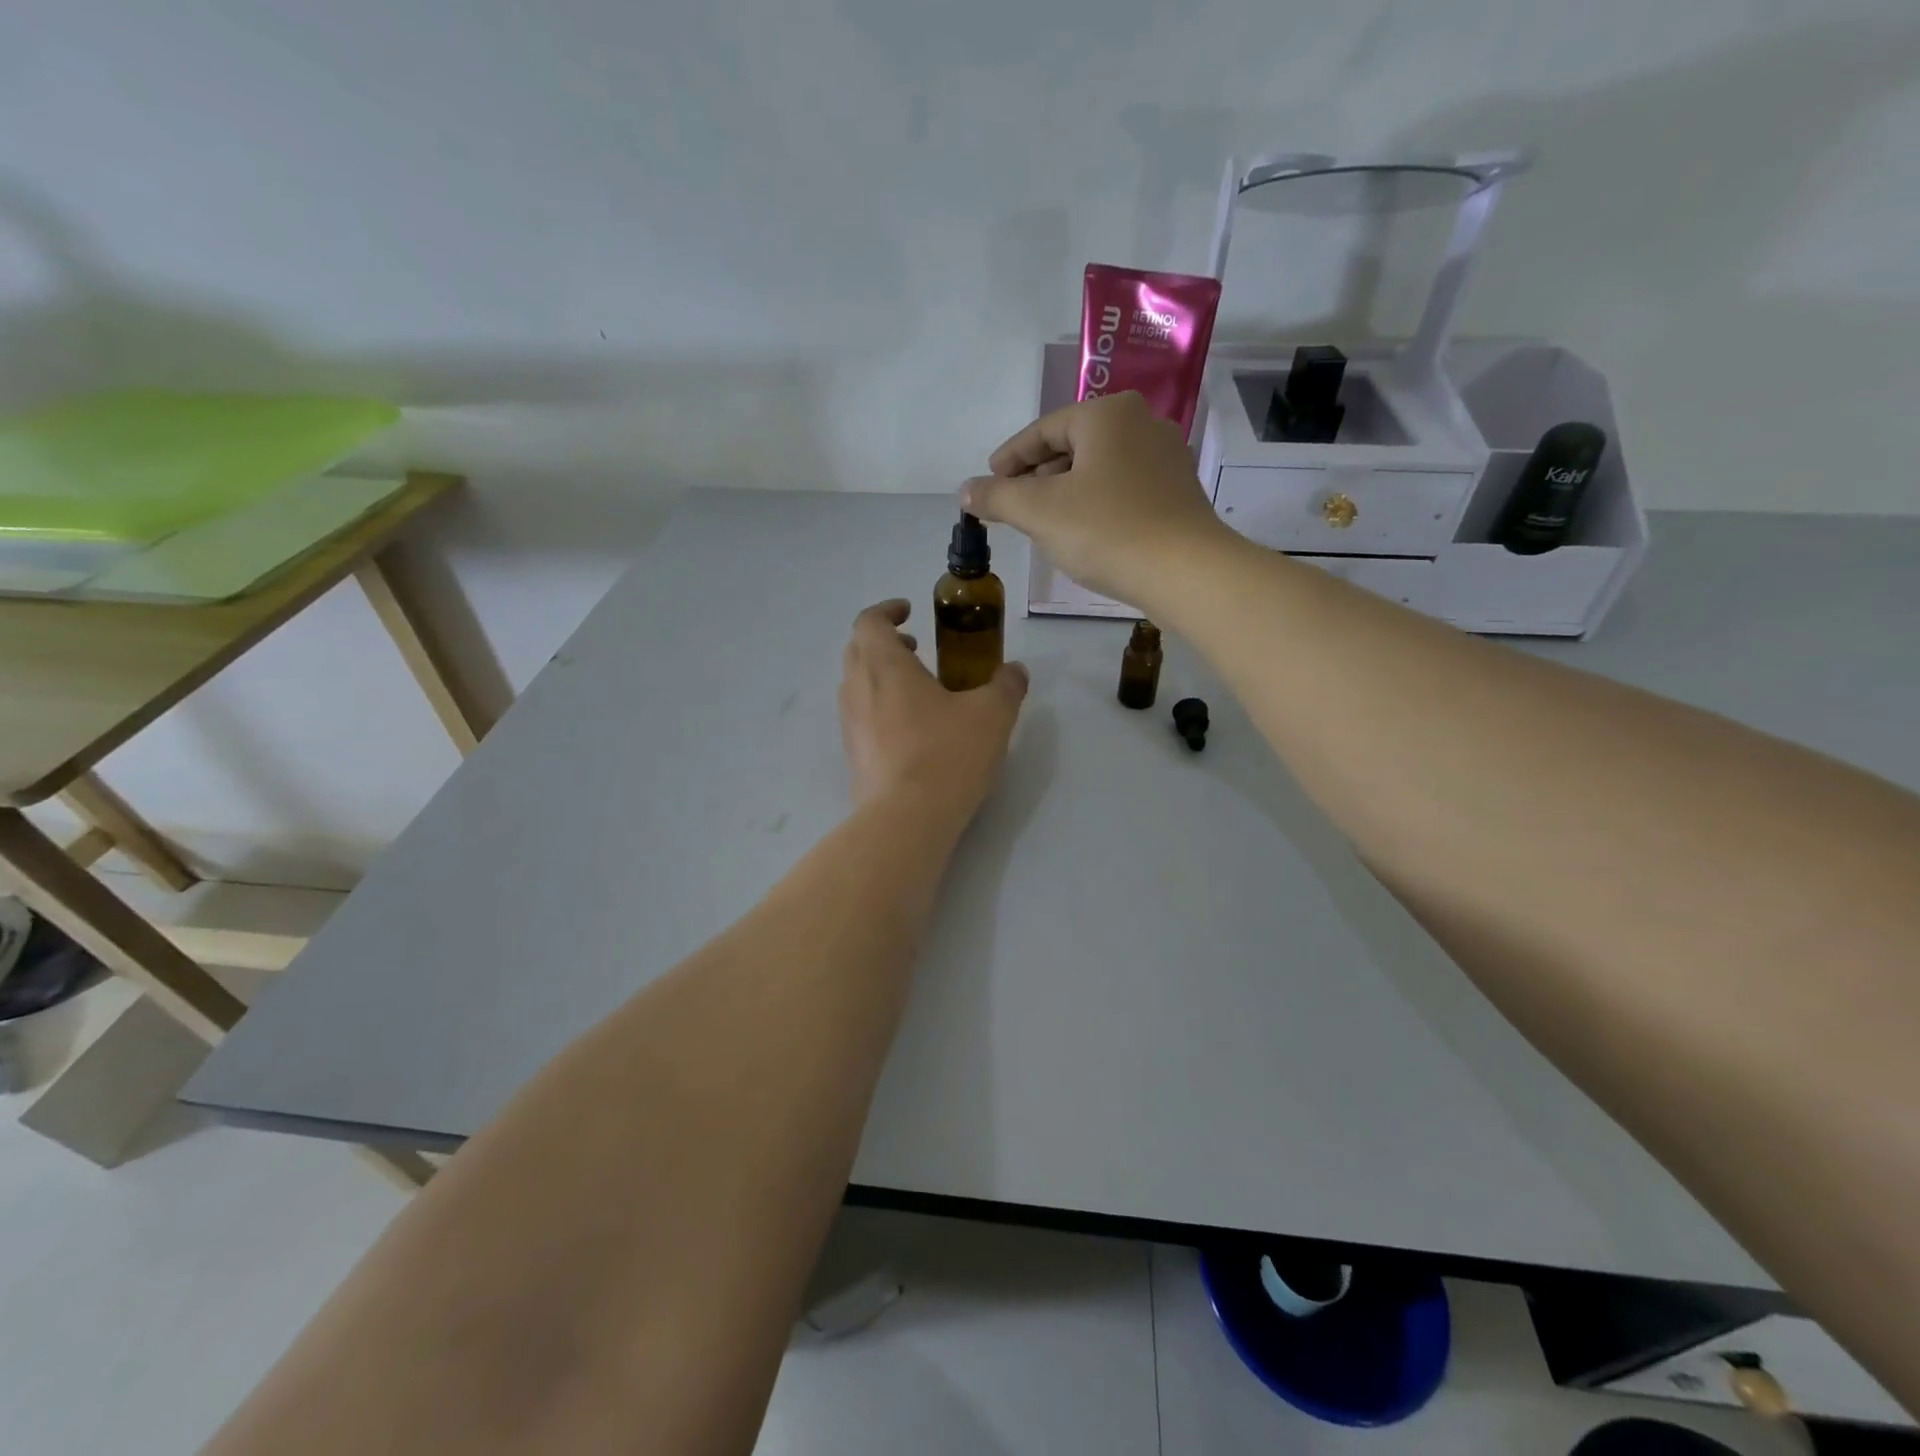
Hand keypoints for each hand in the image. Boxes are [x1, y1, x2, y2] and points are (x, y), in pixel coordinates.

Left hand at [839, 600, 1027, 820]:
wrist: (906, 820)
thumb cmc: (947, 755)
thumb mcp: (992, 715)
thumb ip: (1006, 686)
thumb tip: (1014, 672)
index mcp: (884, 666)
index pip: (869, 621)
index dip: (887, 610)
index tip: (909, 612)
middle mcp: (858, 689)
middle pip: (857, 649)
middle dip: (884, 641)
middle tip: (915, 648)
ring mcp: (850, 725)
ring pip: (856, 684)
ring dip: (880, 675)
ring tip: (917, 689)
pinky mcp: (853, 756)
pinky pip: (860, 716)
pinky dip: (879, 706)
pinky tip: (911, 730)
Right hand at [961, 392, 1233, 609]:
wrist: (1185, 572)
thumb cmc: (1106, 531)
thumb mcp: (1039, 512)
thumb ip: (997, 496)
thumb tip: (966, 490)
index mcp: (1108, 414)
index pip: (1044, 430)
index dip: (1010, 458)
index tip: (988, 481)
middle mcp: (1142, 423)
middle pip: (1073, 446)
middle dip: (1038, 476)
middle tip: (1013, 506)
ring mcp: (1166, 458)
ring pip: (1099, 469)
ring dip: (1066, 492)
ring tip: (1042, 523)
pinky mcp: (1178, 493)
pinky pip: (1123, 489)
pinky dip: (1095, 504)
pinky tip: (1083, 533)